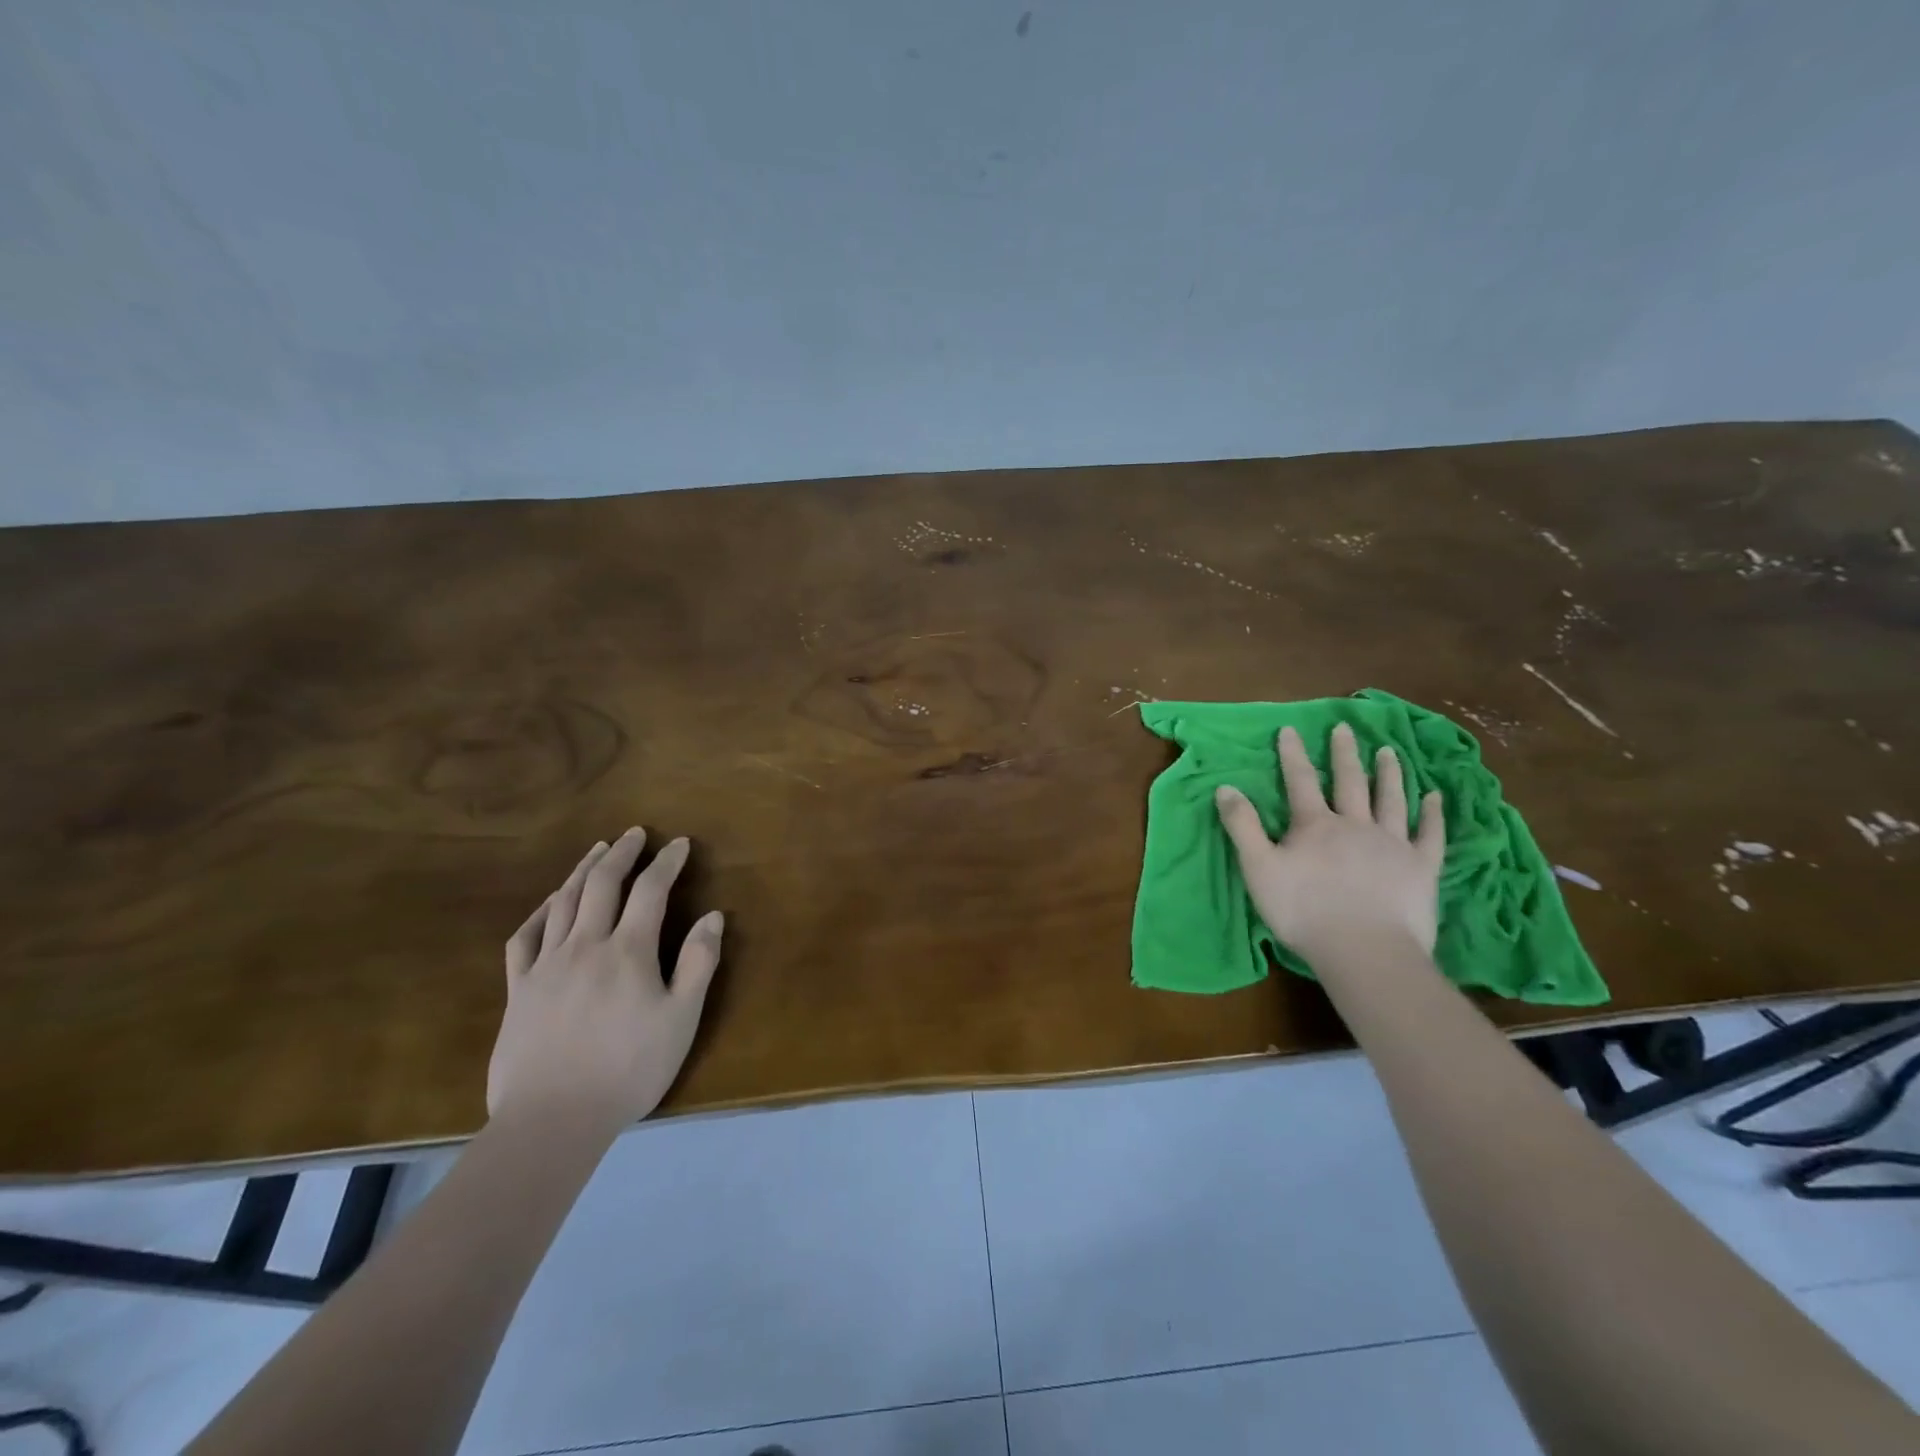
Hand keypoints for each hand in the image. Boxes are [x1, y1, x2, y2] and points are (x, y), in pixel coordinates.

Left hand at [487, 829, 723, 1134]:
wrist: (552, 1120)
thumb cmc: (629, 1069)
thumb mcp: (681, 1019)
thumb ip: (698, 963)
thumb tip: (713, 916)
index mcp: (628, 951)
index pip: (650, 890)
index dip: (667, 862)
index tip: (679, 843)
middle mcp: (585, 945)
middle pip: (603, 884)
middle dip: (622, 853)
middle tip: (635, 834)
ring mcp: (546, 965)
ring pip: (564, 902)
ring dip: (584, 870)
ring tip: (598, 850)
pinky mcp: (518, 989)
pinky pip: (525, 937)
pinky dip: (541, 911)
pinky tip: (551, 902)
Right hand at [1214, 723, 1444, 962]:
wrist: (1364, 950)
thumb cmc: (1303, 911)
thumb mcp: (1258, 868)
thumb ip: (1242, 826)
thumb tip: (1225, 787)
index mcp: (1314, 825)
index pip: (1300, 781)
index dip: (1293, 754)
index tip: (1291, 728)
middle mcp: (1355, 824)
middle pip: (1350, 781)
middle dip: (1344, 754)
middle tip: (1345, 729)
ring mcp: (1392, 843)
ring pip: (1391, 799)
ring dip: (1389, 773)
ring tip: (1389, 751)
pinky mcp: (1421, 867)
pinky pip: (1429, 833)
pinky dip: (1432, 814)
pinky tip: (1434, 797)